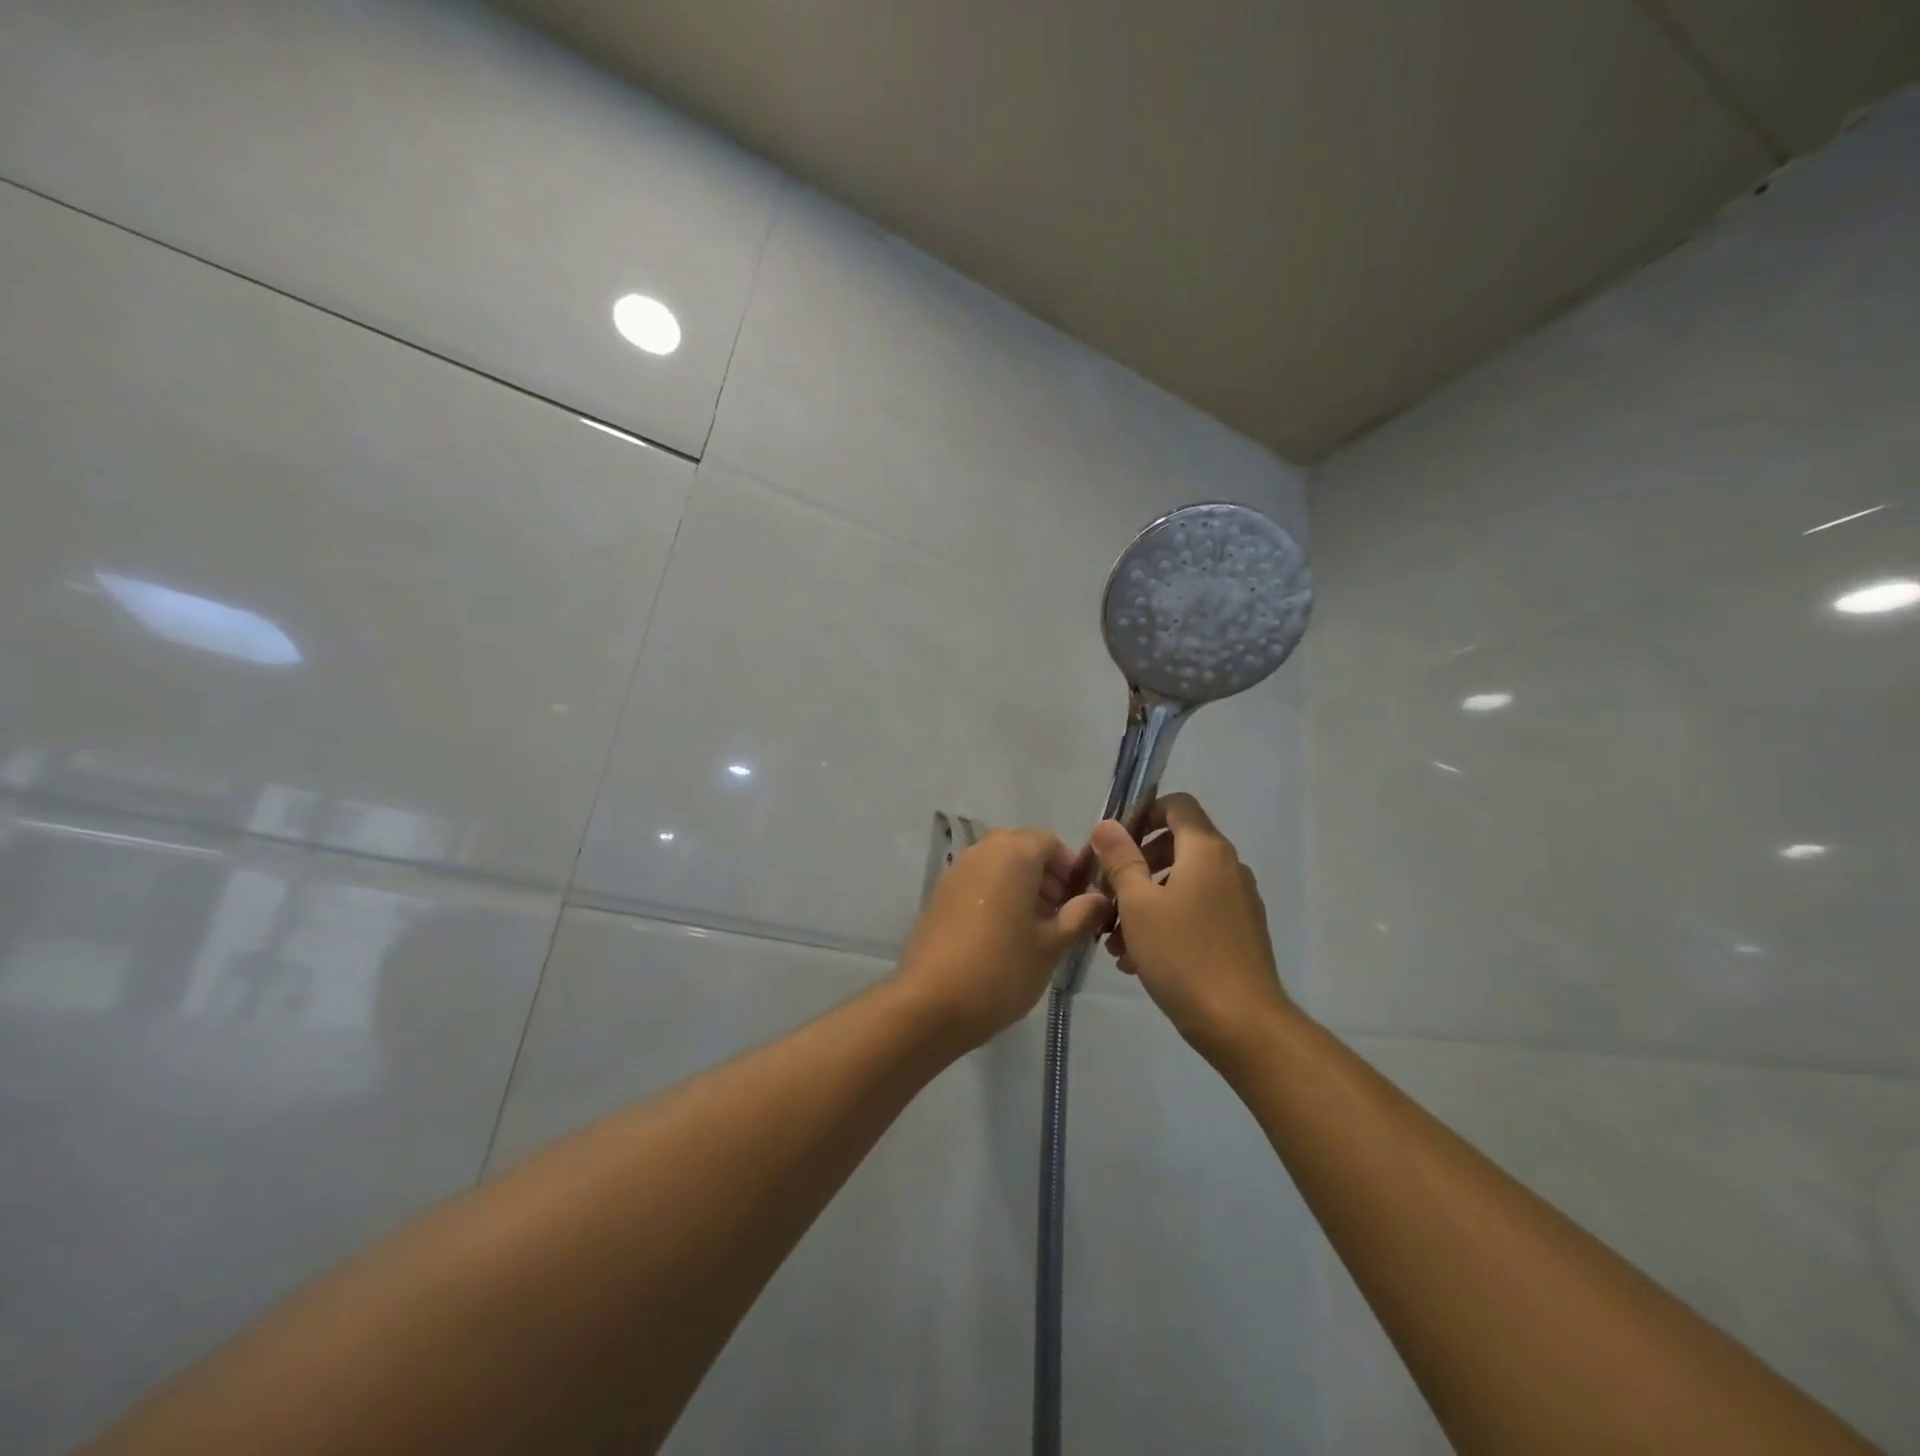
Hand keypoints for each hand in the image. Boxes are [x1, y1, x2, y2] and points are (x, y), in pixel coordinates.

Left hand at [896, 828, 1110, 1044]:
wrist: (931, 1003)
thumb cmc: (1002, 969)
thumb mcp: (1052, 945)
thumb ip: (1080, 915)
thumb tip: (1097, 898)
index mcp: (1012, 854)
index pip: (1049, 841)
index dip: (1071, 867)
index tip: (1082, 900)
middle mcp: (981, 852)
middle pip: (1021, 849)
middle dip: (1046, 875)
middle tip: (1060, 914)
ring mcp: (955, 873)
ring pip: (997, 866)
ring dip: (1020, 886)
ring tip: (1035, 929)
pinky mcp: (938, 896)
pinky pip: (977, 883)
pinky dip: (996, 896)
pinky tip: (1003, 937)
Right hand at [1088, 792, 1296, 1063]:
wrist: (1242, 1024)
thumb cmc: (1184, 954)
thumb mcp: (1138, 904)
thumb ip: (1121, 859)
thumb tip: (1106, 825)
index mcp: (1206, 850)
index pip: (1177, 805)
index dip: (1143, 813)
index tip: (1113, 843)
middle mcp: (1228, 867)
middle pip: (1177, 845)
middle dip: (1137, 864)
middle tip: (1107, 892)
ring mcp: (1238, 901)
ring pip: (1183, 884)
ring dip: (1146, 900)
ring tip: (1114, 937)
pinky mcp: (1240, 933)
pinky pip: (1196, 911)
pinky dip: (1167, 921)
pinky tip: (1137, 958)